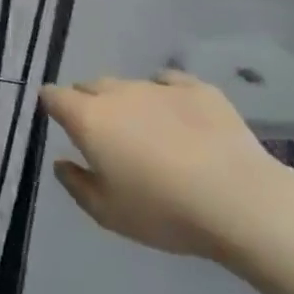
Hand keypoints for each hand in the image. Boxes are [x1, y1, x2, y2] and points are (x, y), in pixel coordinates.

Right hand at [40, 71, 288, 259]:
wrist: (241, 202)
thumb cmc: (164, 211)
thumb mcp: (107, 213)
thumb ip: (76, 184)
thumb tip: (61, 162)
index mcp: (88, 119)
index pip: (53, 96)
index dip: (52, 106)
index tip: (59, 121)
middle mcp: (117, 94)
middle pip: (90, 86)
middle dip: (89, 103)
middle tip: (104, 135)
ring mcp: (158, 87)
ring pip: (128, 84)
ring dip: (127, 102)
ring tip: (145, 130)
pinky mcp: (198, 90)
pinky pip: (168, 81)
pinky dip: (164, 92)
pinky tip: (175, 114)